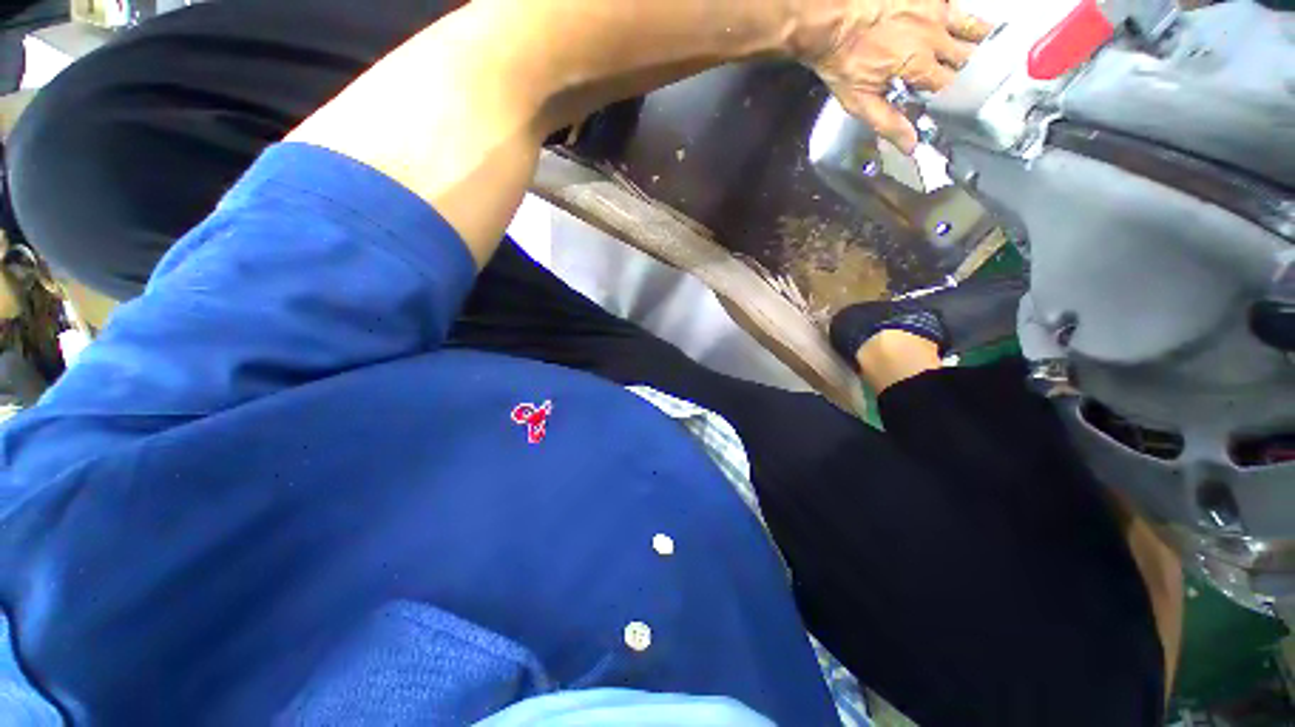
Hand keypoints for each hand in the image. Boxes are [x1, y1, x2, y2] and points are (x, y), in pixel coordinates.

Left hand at [794, 0, 993, 151]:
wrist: (831, 20)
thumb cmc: (842, 61)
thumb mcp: (859, 101)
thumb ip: (887, 122)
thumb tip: (911, 146)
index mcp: (919, 66)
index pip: (951, 89)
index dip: (957, 101)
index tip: (962, 109)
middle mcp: (935, 37)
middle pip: (968, 59)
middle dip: (974, 74)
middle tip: (983, 84)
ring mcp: (935, 10)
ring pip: (973, 27)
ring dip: (983, 43)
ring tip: (995, 53)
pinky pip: (958, 6)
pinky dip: (968, 18)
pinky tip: (976, 26)